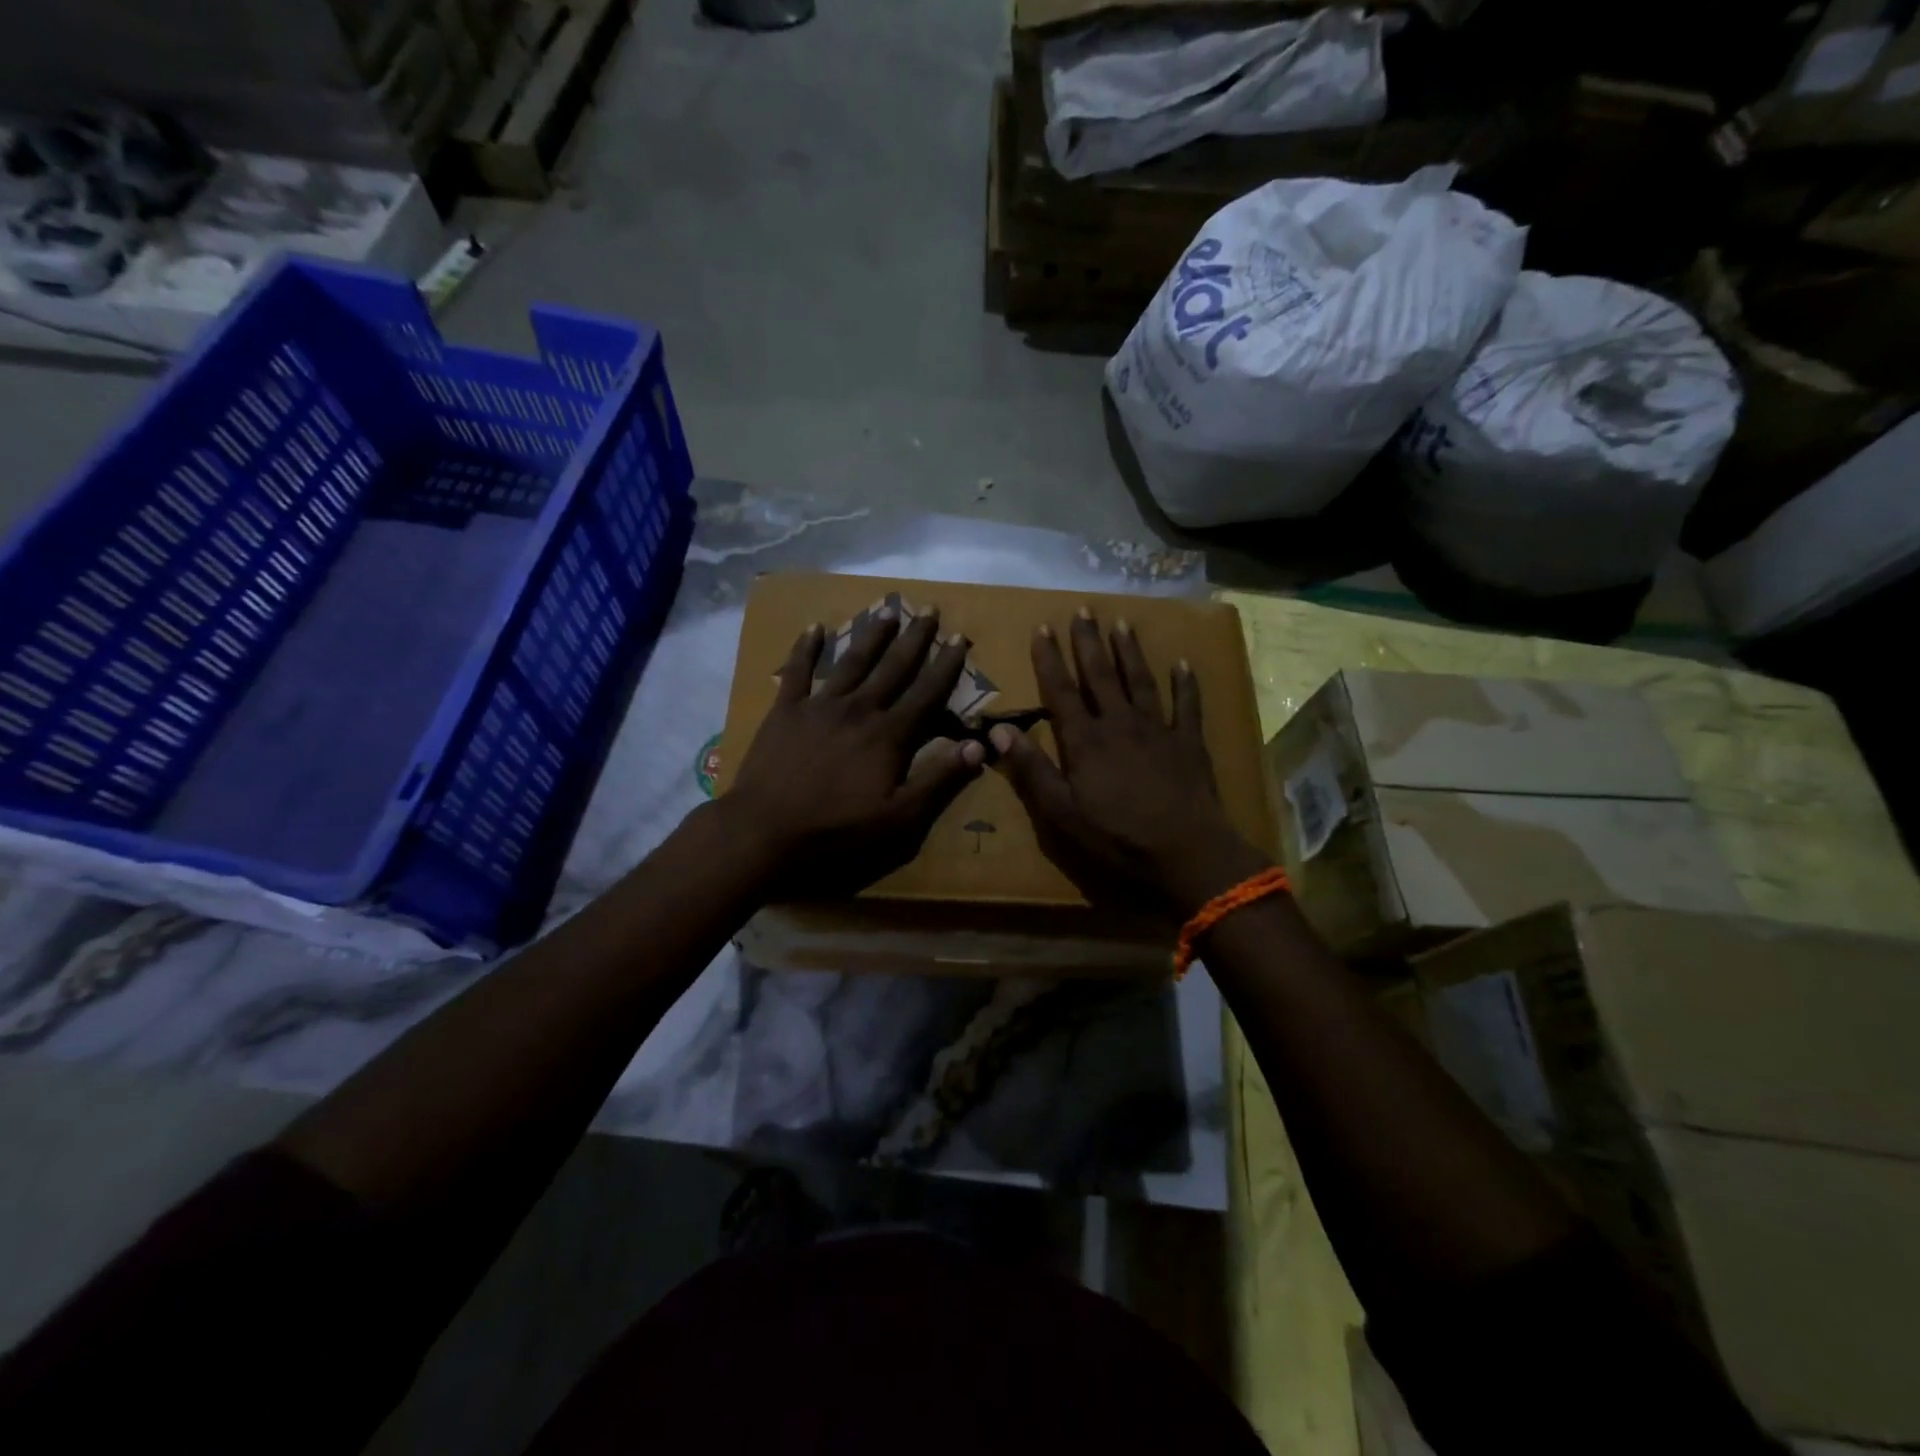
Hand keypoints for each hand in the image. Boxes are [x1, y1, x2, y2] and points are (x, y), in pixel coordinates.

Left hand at [723, 606, 984, 897]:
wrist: (767, 829)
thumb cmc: (838, 828)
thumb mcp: (899, 816)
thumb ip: (939, 779)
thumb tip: (978, 745)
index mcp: (889, 734)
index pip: (927, 692)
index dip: (947, 665)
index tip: (961, 638)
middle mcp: (859, 709)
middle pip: (893, 667)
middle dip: (915, 638)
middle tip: (929, 609)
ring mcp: (820, 705)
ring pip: (852, 661)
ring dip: (872, 635)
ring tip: (887, 610)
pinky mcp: (786, 710)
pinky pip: (798, 671)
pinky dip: (806, 647)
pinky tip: (814, 627)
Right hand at [991, 609, 1269, 918]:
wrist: (1185, 852)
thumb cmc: (1116, 836)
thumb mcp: (1062, 811)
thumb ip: (1031, 768)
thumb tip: (997, 730)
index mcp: (1085, 740)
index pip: (1061, 691)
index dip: (1050, 658)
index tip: (1042, 627)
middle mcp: (1120, 723)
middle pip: (1101, 675)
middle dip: (1088, 642)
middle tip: (1083, 610)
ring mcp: (1158, 729)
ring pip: (1140, 680)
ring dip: (1129, 651)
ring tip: (1121, 624)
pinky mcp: (1188, 742)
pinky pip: (1187, 705)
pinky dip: (1185, 683)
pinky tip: (1183, 663)